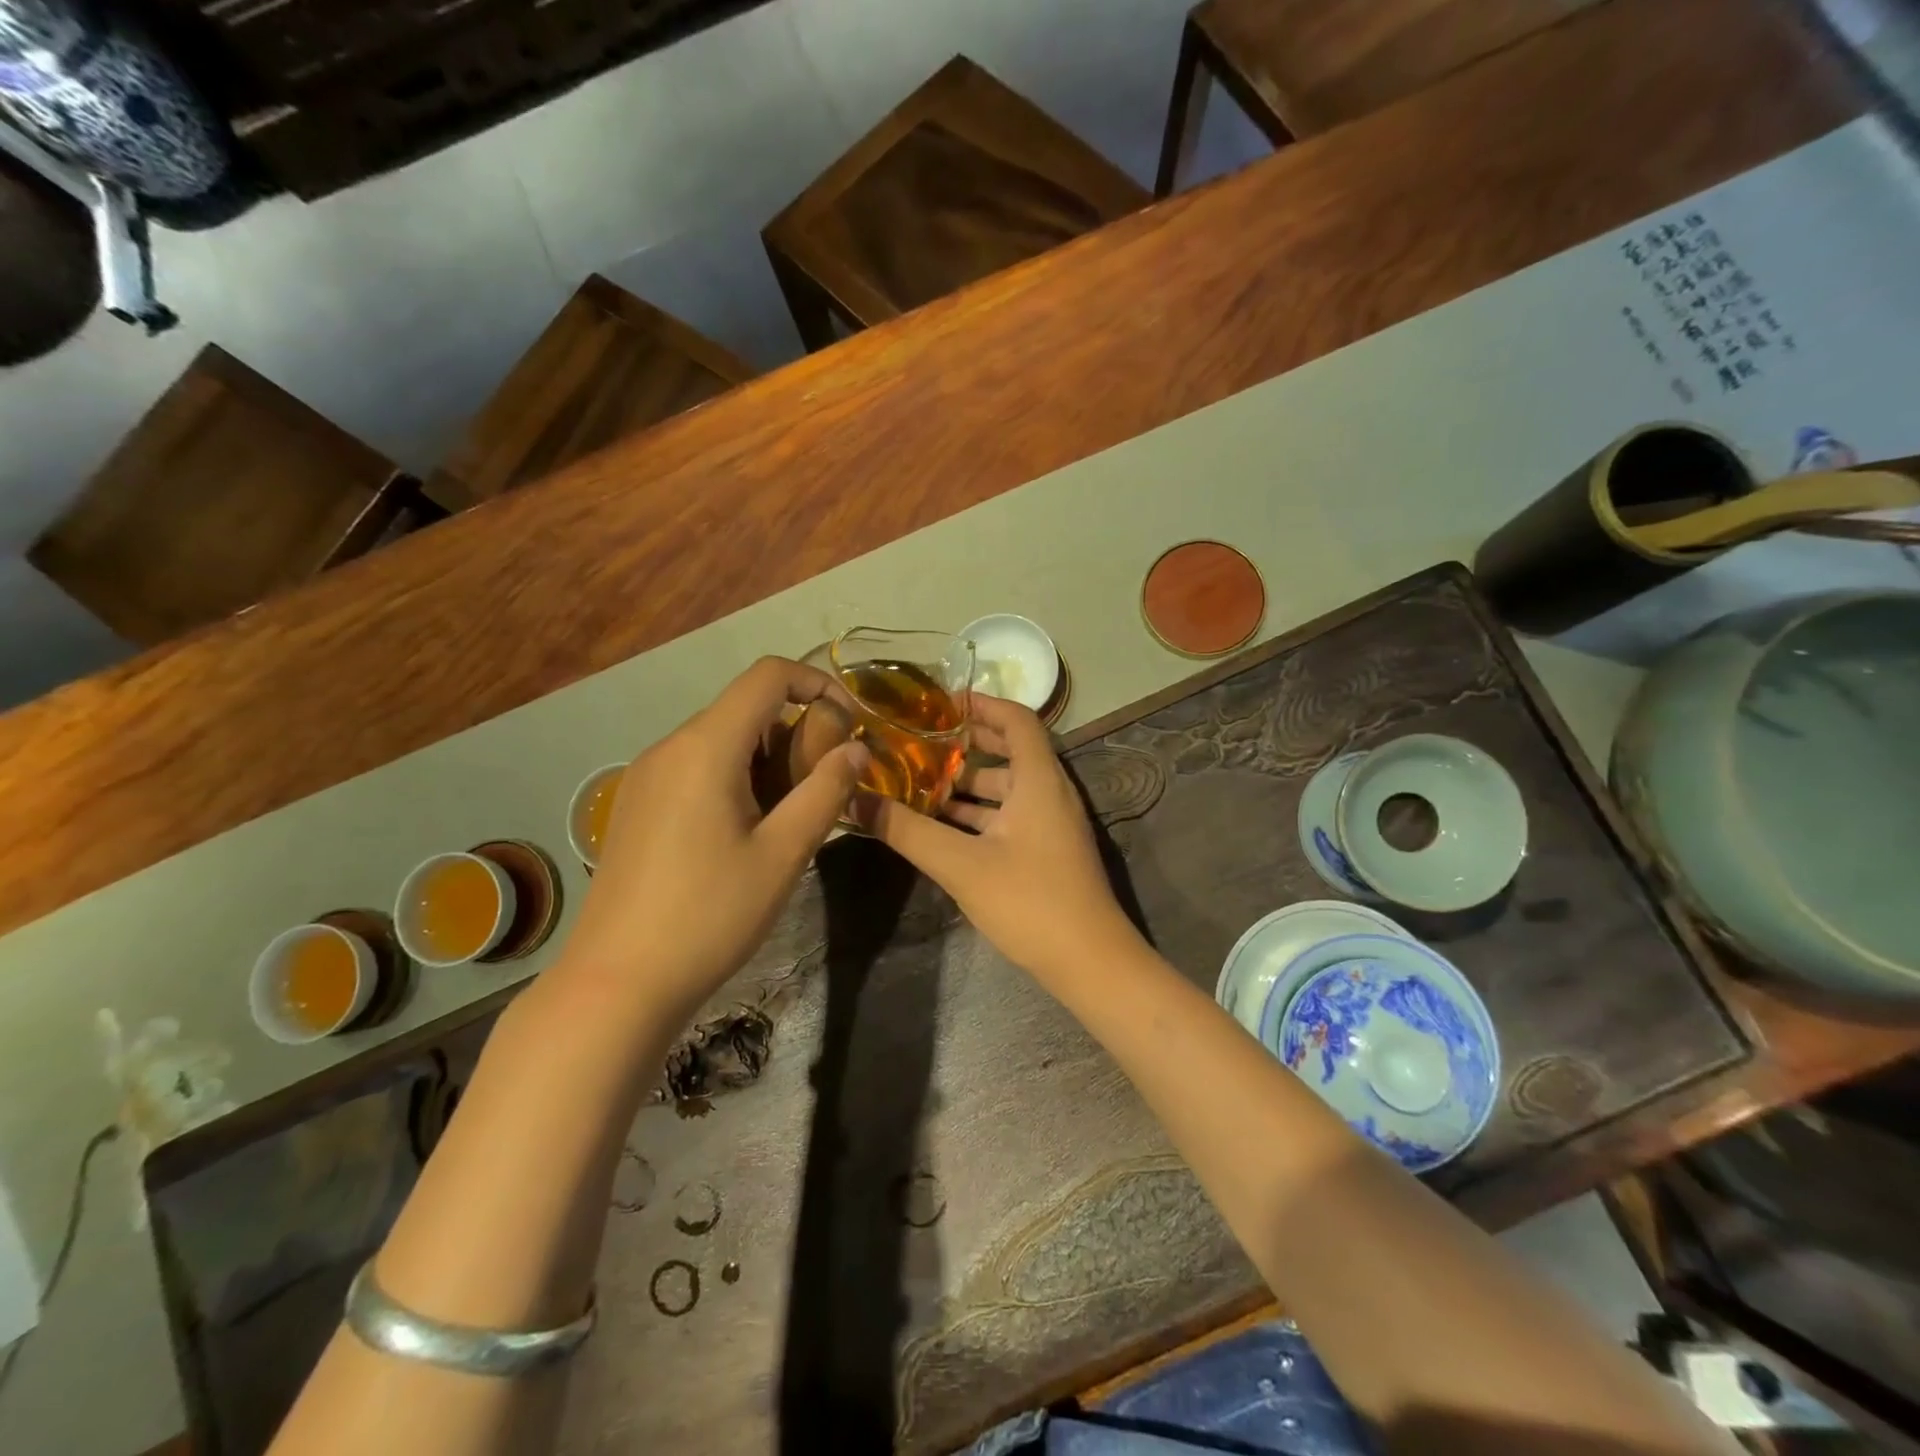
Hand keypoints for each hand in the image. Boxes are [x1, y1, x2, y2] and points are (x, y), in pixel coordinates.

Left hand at [562, 657, 868, 1018]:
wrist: (616, 982)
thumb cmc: (709, 915)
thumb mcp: (783, 854)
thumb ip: (826, 792)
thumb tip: (856, 749)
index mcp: (706, 747)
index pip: (768, 676)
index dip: (817, 683)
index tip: (850, 723)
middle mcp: (670, 746)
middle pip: (745, 708)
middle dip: (796, 732)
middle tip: (823, 787)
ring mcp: (646, 775)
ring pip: (722, 739)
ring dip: (767, 759)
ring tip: (788, 816)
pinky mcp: (637, 804)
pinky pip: (697, 766)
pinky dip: (736, 776)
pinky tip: (745, 832)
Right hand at [858, 695, 1142, 982]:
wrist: (1090, 962)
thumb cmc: (1030, 901)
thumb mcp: (961, 864)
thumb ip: (908, 831)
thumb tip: (855, 800)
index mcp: (1040, 780)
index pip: (1017, 719)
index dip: (982, 704)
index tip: (941, 704)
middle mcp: (1050, 793)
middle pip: (1010, 752)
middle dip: (966, 746)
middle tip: (919, 743)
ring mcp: (1051, 825)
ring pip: (1007, 789)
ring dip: (967, 785)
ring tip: (919, 784)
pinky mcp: (1047, 852)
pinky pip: (1010, 817)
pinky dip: (978, 815)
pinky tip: (942, 828)